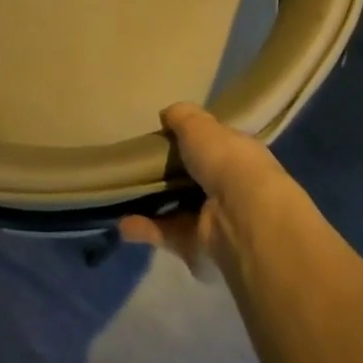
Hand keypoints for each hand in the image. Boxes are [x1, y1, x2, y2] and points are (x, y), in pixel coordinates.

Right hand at [119, 102, 282, 275]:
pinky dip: (146, 228)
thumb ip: (182, 117)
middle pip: (192, 179)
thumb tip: (166, 115)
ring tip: (121, 194)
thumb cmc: (225, 161)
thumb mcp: (199, 125)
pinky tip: (123, 223)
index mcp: (237, 155)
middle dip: (167, 174)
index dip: (189, 141)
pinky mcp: (198, 247)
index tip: (161, 137)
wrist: (241, 217)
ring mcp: (214, 219)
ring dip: (151, 203)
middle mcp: (229, 187)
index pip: (212, 146)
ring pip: (177, 209)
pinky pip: (167, 234)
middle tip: (135, 166)